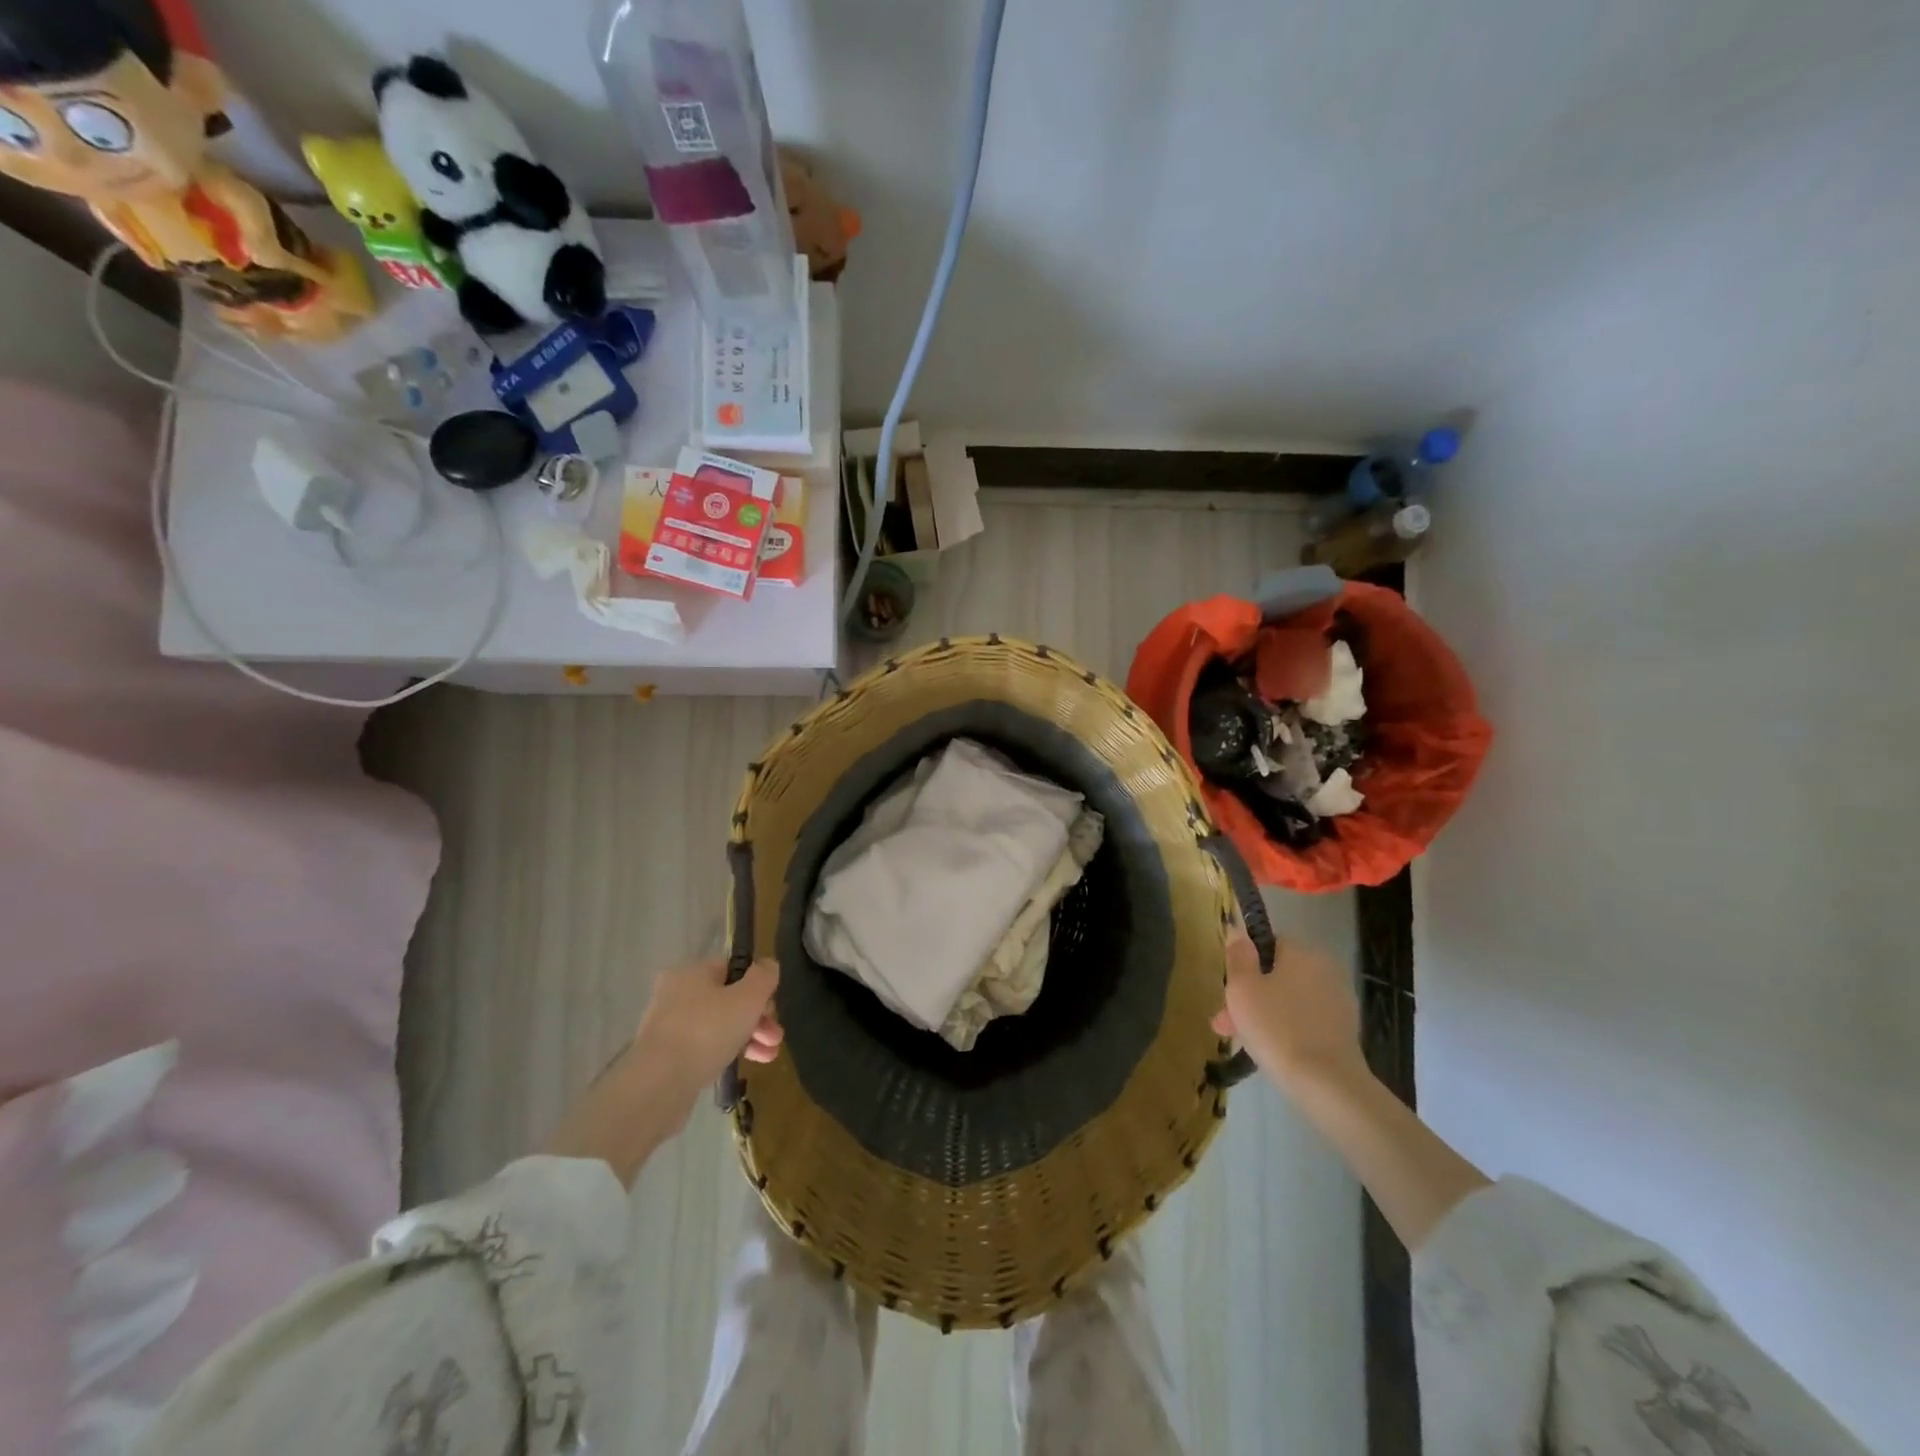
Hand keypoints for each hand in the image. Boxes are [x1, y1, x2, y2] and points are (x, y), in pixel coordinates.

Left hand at [633, 956, 783, 1105]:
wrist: (658, 1085)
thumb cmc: (707, 1031)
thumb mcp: (747, 998)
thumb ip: (763, 977)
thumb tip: (768, 965)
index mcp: (692, 972)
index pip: (732, 969)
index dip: (757, 985)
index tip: (772, 1007)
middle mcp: (676, 994)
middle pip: (728, 999)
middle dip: (758, 1017)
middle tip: (776, 1036)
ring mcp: (669, 1026)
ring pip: (718, 1025)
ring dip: (748, 1037)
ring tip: (769, 1056)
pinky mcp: (666, 1056)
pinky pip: (704, 1047)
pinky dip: (726, 1052)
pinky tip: (745, 1065)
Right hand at [1211, 930, 1364, 1093]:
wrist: (1326, 1083)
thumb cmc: (1276, 1027)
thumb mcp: (1242, 988)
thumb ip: (1238, 955)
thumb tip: (1237, 929)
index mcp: (1302, 952)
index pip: (1267, 945)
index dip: (1243, 966)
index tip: (1228, 992)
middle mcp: (1325, 969)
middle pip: (1277, 975)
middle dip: (1250, 997)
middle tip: (1226, 1024)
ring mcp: (1339, 1001)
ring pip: (1290, 1000)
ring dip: (1265, 1014)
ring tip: (1242, 1042)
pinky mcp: (1345, 1030)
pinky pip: (1306, 1020)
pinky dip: (1288, 1029)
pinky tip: (1272, 1050)